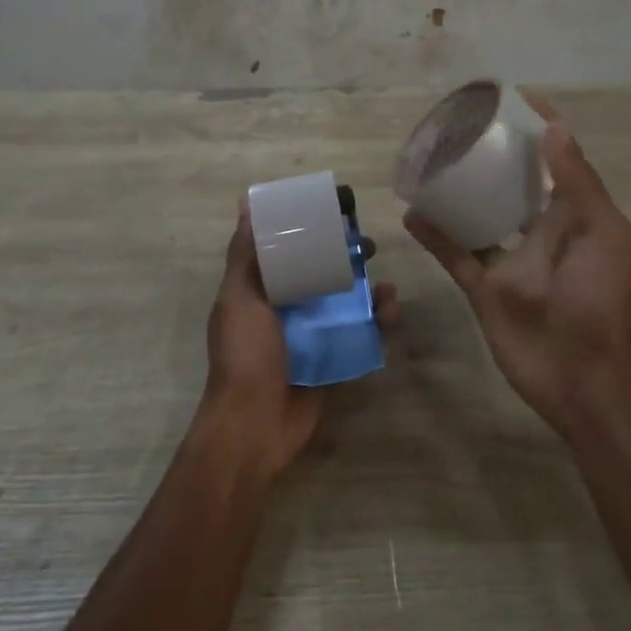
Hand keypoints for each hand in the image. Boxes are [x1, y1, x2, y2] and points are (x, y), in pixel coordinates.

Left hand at [202, 205, 398, 478]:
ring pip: (345, 302)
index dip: (310, 230)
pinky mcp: (333, 359)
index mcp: (261, 291)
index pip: (287, 251)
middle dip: (347, 258)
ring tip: (386, 288)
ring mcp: (311, 335)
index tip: (335, 213)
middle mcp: (287, 308)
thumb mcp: (239, 298)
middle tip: (369, 248)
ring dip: (369, 290)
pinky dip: (377, 322)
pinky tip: (391, 313)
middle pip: (322, 273)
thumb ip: (245, 256)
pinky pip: (359, 333)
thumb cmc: (245, 355)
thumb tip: (245, 204)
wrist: (255, 426)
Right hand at [405, 106, 630, 435]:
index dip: (539, 129)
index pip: (556, 160)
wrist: (579, 376)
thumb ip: (577, 182)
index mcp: (574, 214)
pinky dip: (434, 235)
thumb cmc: (598, 298)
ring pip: (480, 214)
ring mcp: (510, 259)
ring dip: (459, 191)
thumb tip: (554, 128)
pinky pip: (455, 254)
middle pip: (513, 182)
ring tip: (431, 161)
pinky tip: (411, 211)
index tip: (511, 100)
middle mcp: (541, 230)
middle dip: (493, 154)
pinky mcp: (484, 287)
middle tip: (461, 126)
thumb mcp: (603, 232)